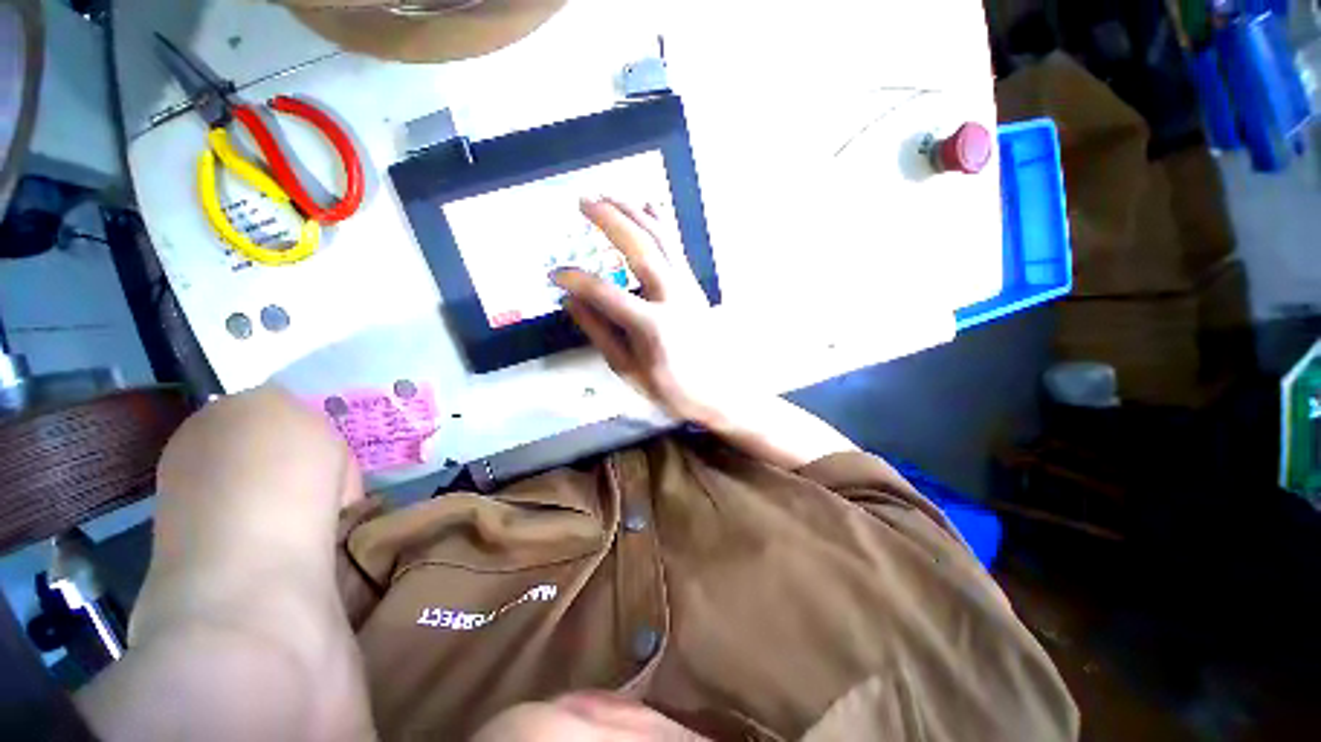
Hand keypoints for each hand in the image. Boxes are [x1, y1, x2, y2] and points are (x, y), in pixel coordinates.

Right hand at [556, 198, 857, 469]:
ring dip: (634, 213)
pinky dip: (660, 223)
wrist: (718, 392)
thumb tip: (570, 300)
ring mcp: (688, 287)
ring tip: (609, 195)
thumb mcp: (628, 368)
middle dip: (610, 220)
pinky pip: (676, 246)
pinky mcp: (694, 285)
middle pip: (640, 249)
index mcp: (653, 326)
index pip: (605, 294)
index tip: (554, 273)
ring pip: (662, 239)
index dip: (576, 280)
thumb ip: (598, 332)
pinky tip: (648, 206)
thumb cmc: (671, 388)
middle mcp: (673, 298)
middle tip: (583, 200)